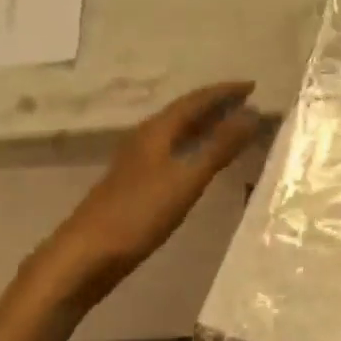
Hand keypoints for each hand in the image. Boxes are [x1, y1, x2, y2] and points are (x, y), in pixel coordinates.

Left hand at [35, 82, 258, 313]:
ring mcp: (139, 161)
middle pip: (185, 113)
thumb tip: (252, 114)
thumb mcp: (186, 178)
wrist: (87, 254)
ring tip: (233, 127)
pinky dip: (195, 148)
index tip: (253, 85)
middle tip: (248, 104)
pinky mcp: (137, 183)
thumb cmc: (139, 212)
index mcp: (157, 130)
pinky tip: (202, 162)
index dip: (224, 92)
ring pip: (178, 133)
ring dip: (206, 126)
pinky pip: (173, 152)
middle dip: (216, 106)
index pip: (196, 100)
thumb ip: (220, 146)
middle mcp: (146, 137)